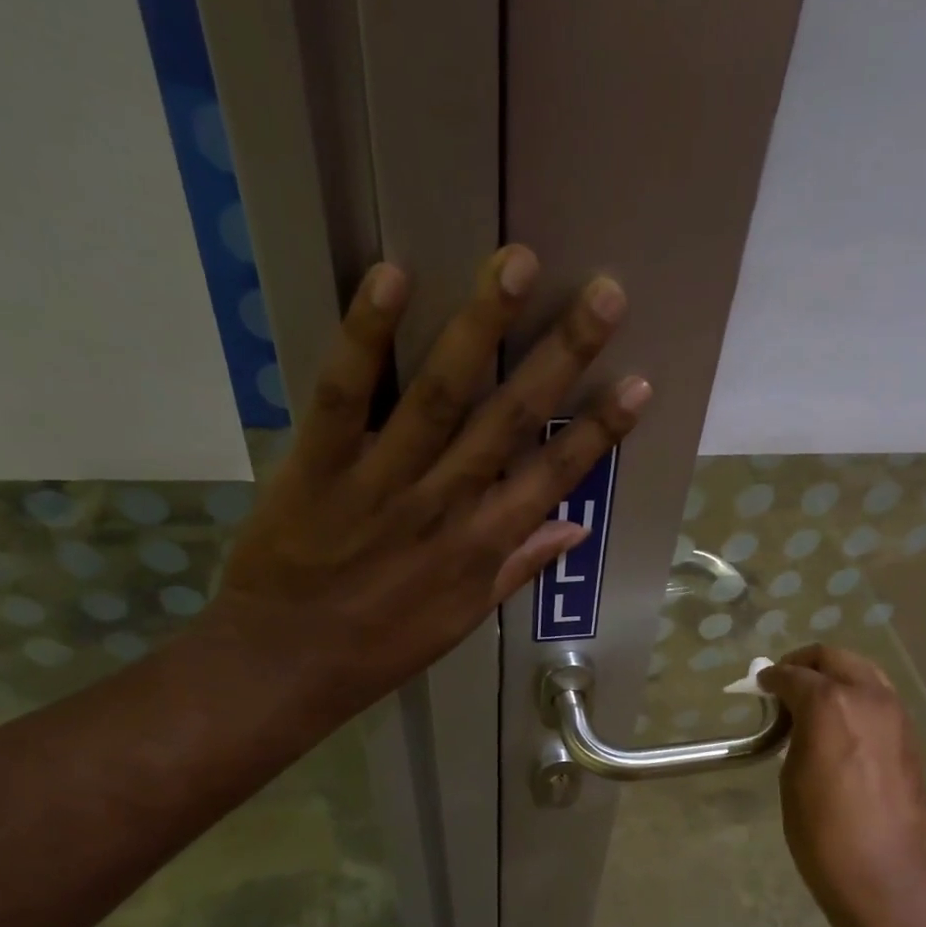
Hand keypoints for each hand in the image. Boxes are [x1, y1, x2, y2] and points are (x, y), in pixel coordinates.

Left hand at [207, 246, 649, 719]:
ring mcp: (382, 480)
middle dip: (562, 355)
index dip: (599, 431)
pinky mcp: (318, 464)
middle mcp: (445, 504)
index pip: (553, 476)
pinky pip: (345, 394)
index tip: (638, 384)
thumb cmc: (382, 647)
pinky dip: (366, 336)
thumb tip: (575, 527)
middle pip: (511, 419)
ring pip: (440, 394)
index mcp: (481, 546)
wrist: (287, 663)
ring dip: (481, 326)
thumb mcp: (463, 619)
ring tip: (516, 263)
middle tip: (603, 294)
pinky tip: (393, 276)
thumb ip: (518, 567)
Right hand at [759, 645, 925, 926]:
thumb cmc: (824, 832)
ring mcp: (896, 715)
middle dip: (806, 663)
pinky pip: (880, 699)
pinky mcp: (911, 738)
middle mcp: (868, 697)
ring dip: (836, 676)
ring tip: (813, 702)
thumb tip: (799, 722)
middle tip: (785, 682)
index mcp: (830, 703)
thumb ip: (796, 736)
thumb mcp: (793, 778)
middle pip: (835, 658)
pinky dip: (857, 697)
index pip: (795, 675)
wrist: (887, 875)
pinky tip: (842, 724)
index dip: (772, 678)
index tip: (760, 685)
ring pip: (864, 673)